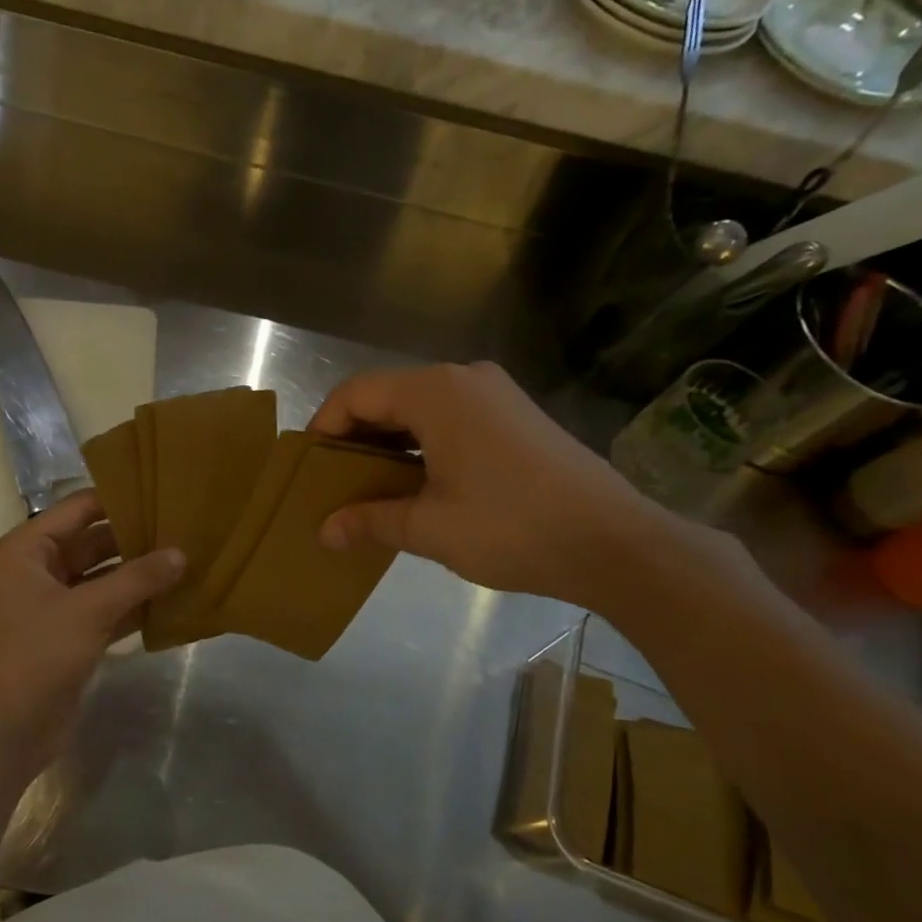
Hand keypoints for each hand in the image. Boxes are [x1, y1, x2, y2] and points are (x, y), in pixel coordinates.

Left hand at [0, 490, 184, 759]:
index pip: (79, 508)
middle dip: (136, 538)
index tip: (163, 491)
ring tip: (187, 558)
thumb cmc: (38, 654)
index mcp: (29, 549)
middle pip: (94, 541)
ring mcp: (56, 603)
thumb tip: (180, 554)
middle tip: (185, 527)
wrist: (7, 728)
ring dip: (139, 573)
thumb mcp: (90, 609)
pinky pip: (108, 607)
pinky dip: (134, 604)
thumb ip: (137, 578)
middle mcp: (40, 569)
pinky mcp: (71, 634)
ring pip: (104, 576)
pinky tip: (173, 598)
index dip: (119, 498)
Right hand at [308, 362, 679, 610]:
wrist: (613, 542)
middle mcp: (464, 379)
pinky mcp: (515, 417)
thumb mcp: (430, 528)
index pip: (356, 393)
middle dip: (354, 438)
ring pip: (419, 409)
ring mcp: (495, 395)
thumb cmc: (512, 527)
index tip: (308, 468)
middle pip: (387, 397)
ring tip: (368, 489)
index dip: (324, 427)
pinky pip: (450, 419)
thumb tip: (324, 532)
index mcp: (437, 392)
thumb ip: (370, 521)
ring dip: (388, 444)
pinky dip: (422, 446)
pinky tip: (415, 485)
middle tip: (332, 483)